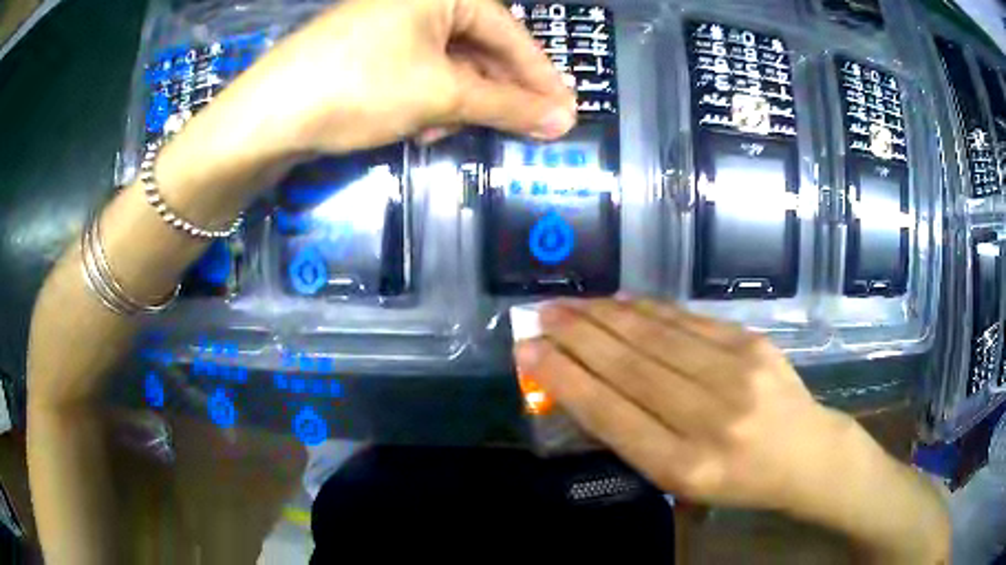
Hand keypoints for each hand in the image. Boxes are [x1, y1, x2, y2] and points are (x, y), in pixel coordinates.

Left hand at [185, 0, 576, 168]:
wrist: (268, 116)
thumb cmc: (359, 87)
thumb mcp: (439, 95)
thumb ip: (506, 105)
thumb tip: (563, 119)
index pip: (509, 33)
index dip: (539, 76)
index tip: (565, 111)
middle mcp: (418, 2)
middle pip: (478, 49)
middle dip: (493, 94)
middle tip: (522, 130)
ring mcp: (390, 26)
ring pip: (448, 66)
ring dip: (454, 104)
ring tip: (442, 131)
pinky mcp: (368, 52)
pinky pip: (418, 74)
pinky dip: (425, 102)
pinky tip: (416, 126)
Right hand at [514, 299, 860, 513]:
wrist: (806, 453)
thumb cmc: (739, 479)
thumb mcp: (682, 480)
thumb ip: (637, 437)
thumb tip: (585, 385)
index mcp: (685, 466)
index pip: (612, 414)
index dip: (566, 378)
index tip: (529, 351)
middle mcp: (710, 418)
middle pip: (630, 367)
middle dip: (577, 336)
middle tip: (542, 314)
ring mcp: (737, 374)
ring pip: (656, 336)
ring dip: (606, 316)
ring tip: (572, 303)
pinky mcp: (753, 344)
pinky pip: (689, 320)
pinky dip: (649, 309)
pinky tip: (622, 302)